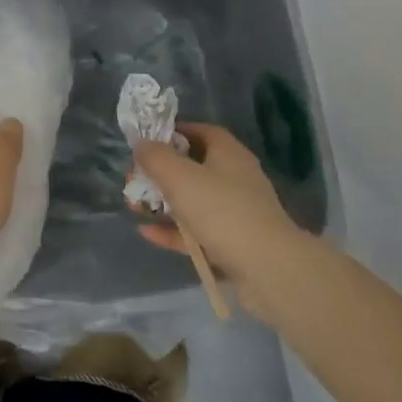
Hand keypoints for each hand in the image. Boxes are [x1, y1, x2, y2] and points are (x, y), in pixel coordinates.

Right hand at [131, 123, 303, 290]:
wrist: (268, 269)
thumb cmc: (221, 211)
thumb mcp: (179, 177)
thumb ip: (156, 157)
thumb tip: (141, 144)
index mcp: (229, 154)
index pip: (202, 131)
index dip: (174, 132)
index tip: (148, 141)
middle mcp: (236, 179)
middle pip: (194, 168)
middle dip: (161, 173)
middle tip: (135, 179)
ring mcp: (236, 213)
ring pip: (194, 202)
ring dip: (163, 203)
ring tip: (133, 207)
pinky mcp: (234, 244)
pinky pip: (198, 232)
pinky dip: (174, 231)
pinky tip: (147, 233)